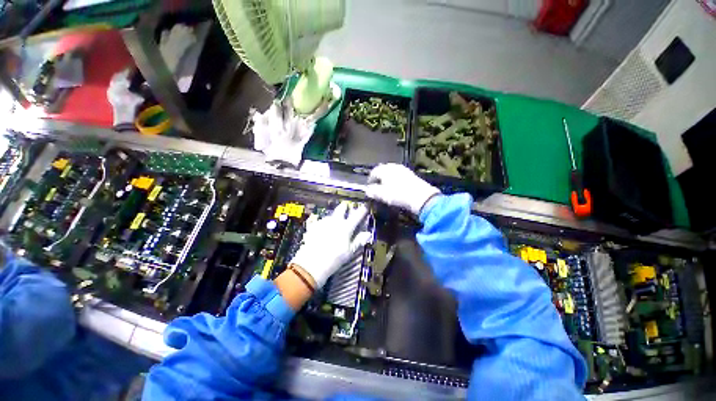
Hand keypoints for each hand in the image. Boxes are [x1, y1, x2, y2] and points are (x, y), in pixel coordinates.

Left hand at [289, 202, 370, 287]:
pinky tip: (322, 228)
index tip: (365, 207)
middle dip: (344, 207)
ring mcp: (323, 223)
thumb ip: (359, 240)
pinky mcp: (313, 227)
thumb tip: (368, 234)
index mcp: (346, 227)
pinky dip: (323, 223)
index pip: (356, 216)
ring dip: (333, 216)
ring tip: (334, 220)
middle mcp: (335, 222)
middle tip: (346, 206)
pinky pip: (320, 221)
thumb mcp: (349, 251)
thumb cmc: (335, 259)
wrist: (312, 263)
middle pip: (340, 209)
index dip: (362, 210)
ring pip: (330, 215)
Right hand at [365, 164, 440, 215]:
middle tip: (377, 186)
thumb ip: (373, 191)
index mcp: (384, 170)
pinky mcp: (410, 174)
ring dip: (387, 178)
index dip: (370, 180)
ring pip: (391, 172)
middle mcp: (393, 166)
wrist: (420, 197)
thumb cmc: (398, 194)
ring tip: (386, 187)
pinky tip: (396, 186)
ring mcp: (403, 169)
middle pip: (382, 170)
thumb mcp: (382, 194)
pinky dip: (395, 179)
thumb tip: (367, 190)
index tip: (369, 187)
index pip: (374, 172)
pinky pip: (399, 174)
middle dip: (378, 178)